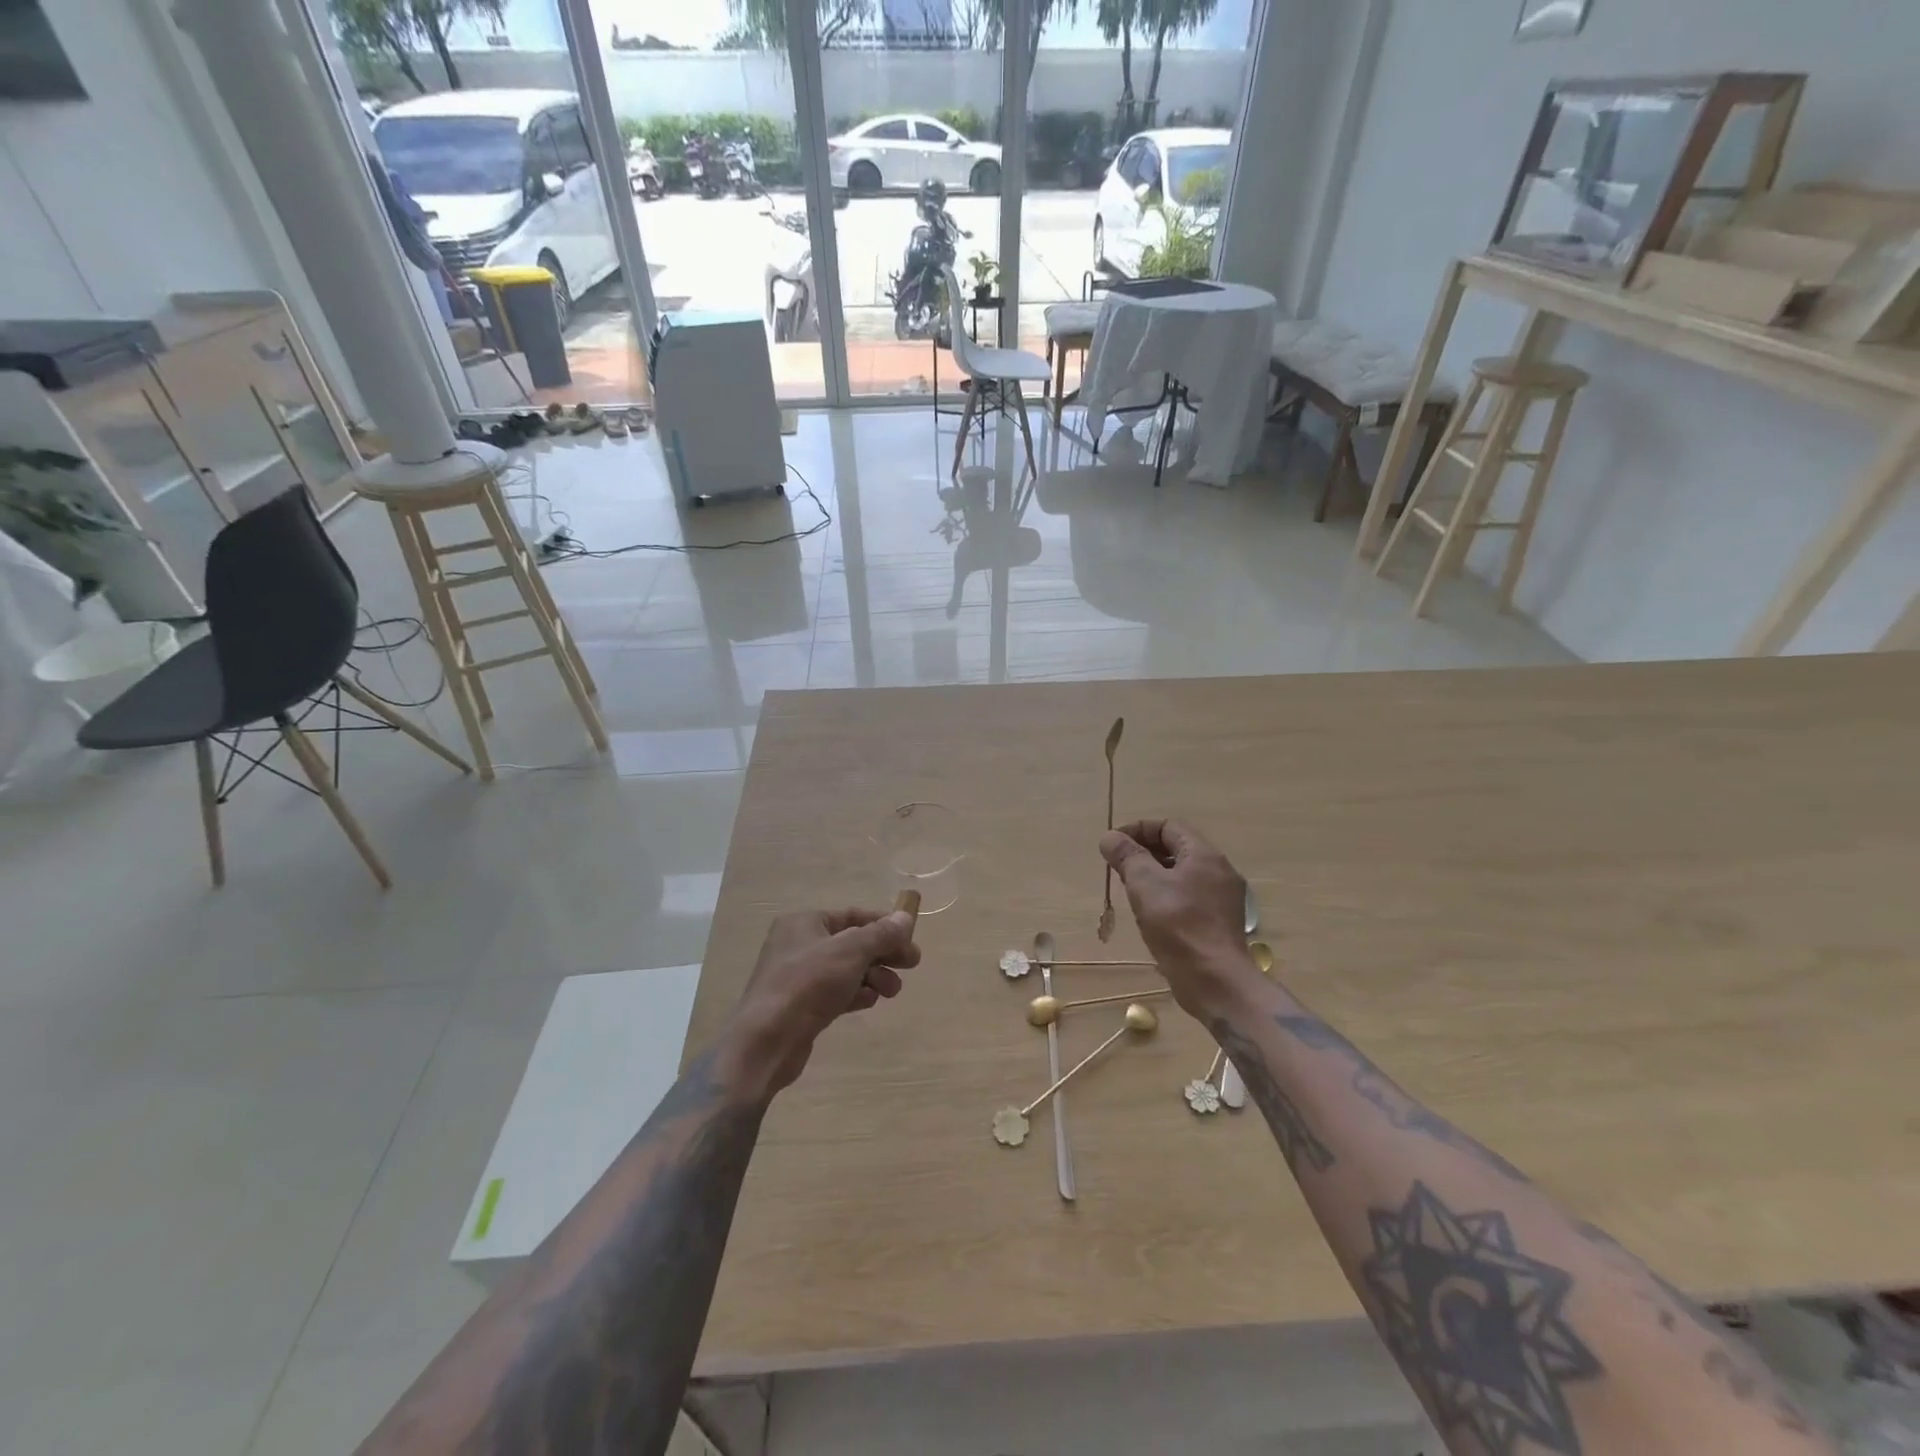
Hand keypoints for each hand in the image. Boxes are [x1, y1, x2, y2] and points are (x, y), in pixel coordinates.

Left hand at [716, 908, 921, 1103]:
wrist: (767, 1041)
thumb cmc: (808, 984)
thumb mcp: (851, 952)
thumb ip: (881, 934)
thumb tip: (906, 918)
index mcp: (805, 923)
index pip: (853, 915)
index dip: (884, 924)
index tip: (910, 938)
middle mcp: (799, 945)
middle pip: (852, 943)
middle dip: (883, 953)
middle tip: (912, 965)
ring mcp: (799, 977)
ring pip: (847, 970)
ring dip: (874, 976)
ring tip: (892, 991)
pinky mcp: (802, 1006)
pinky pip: (836, 992)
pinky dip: (856, 994)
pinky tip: (870, 1002)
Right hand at [1099, 819, 1258, 1017]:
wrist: (1215, 981)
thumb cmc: (1178, 925)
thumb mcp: (1145, 884)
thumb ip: (1127, 856)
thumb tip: (1109, 837)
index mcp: (1205, 855)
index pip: (1169, 826)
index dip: (1138, 829)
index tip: (1114, 845)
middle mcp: (1219, 871)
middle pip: (1177, 848)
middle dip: (1144, 852)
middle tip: (1118, 867)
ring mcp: (1222, 899)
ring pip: (1183, 874)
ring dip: (1154, 875)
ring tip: (1129, 890)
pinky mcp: (1219, 923)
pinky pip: (1189, 897)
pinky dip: (1167, 896)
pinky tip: (1150, 914)